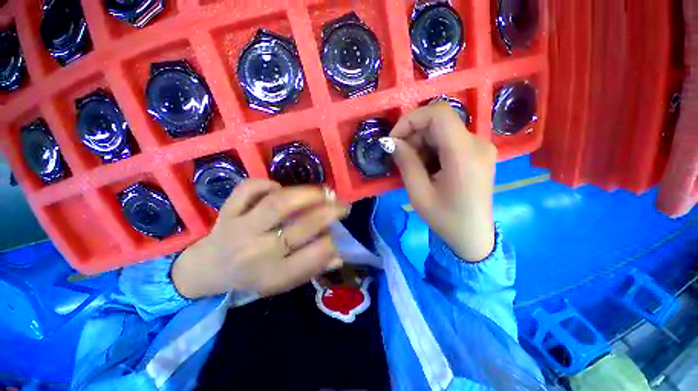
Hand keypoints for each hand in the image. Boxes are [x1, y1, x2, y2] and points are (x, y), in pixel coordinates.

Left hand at [172, 179, 347, 298]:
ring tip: (324, 192)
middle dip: (329, 213)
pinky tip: (280, 189)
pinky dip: (267, 184)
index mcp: (273, 275)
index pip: (311, 258)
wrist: (209, 268)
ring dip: (307, 194)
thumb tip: (339, 254)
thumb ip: (312, 269)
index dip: (332, 242)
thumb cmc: (252, 277)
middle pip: (300, 227)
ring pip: (277, 204)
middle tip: (342, 204)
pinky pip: (248, 190)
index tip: (340, 233)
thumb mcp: (283, 283)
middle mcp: (257, 252)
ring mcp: (240, 228)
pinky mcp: (228, 211)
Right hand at [389, 102, 496, 261]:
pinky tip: (427, 167)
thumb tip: (391, 141)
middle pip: (439, 121)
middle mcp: (477, 143)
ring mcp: (480, 146)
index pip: (438, 113)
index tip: (394, 139)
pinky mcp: (477, 152)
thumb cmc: (445, 218)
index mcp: (464, 154)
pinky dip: (432, 148)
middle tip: (400, 156)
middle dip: (414, 134)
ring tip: (414, 166)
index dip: (411, 119)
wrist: (473, 235)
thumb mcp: (418, 193)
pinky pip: (449, 139)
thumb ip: (405, 162)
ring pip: (442, 129)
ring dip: (422, 143)